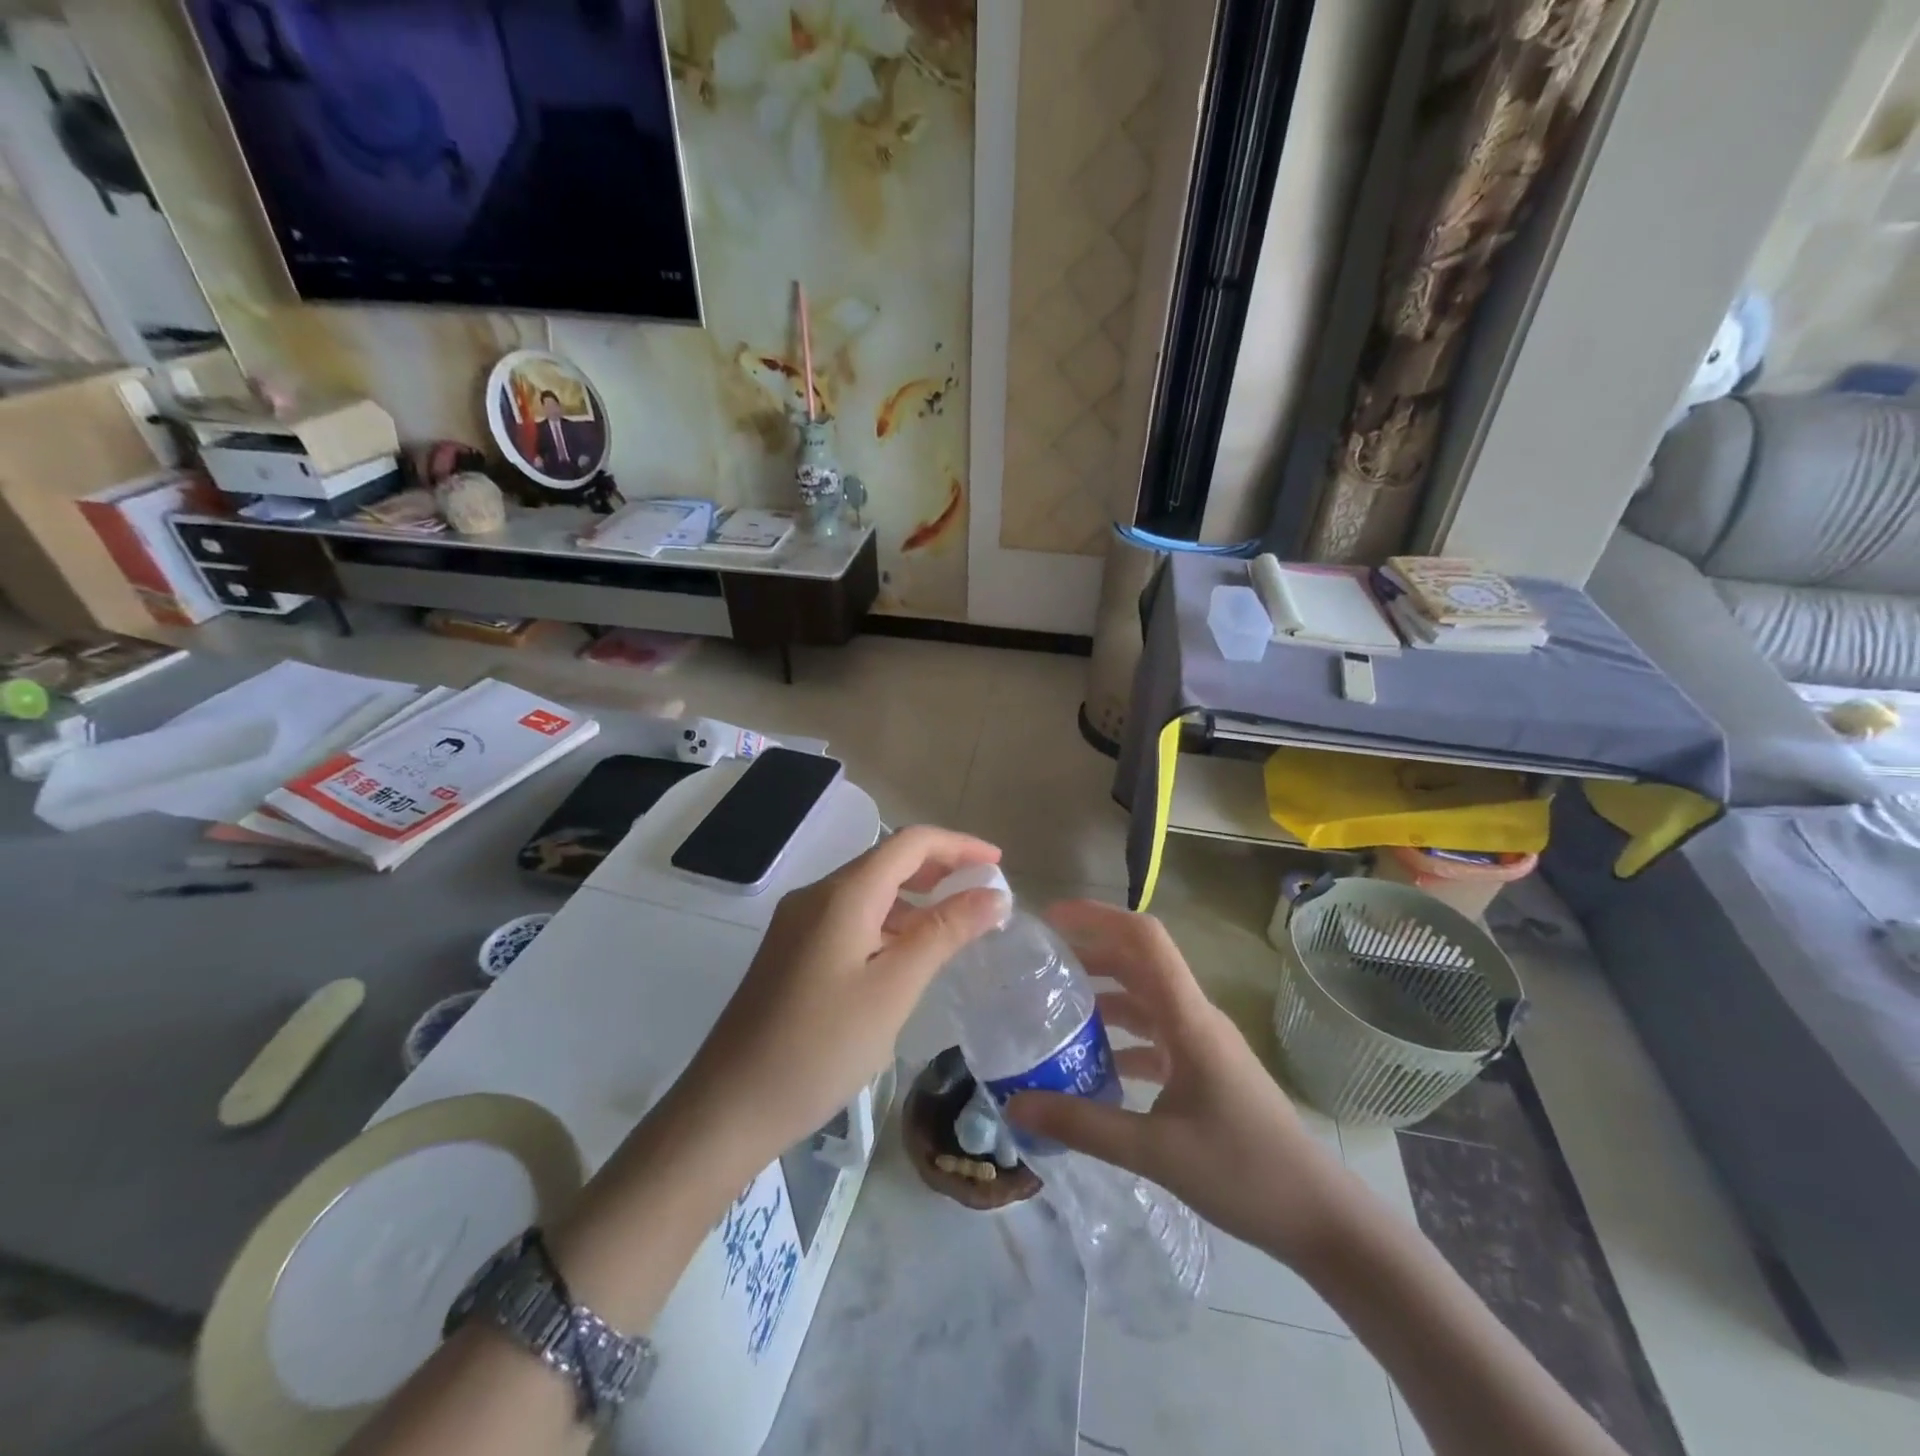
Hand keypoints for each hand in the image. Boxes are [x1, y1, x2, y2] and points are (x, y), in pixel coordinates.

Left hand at [677, 825, 1007, 1169]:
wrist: (728, 1106)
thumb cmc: (820, 1047)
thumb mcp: (893, 989)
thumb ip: (944, 933)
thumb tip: (993, 894)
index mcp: (843, 894)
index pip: (910, 843)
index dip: (958, 845)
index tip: (999, 864)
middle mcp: (817, 895)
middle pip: (887, 860)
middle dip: (939, 869)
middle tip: (984, 895)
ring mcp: (799, 922)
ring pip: (869, 891)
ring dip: (915, 898)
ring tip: (956, 926)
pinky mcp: (792, 950)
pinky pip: (851, 918)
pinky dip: (888, 923)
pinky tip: (907, 955)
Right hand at [1004, 900, 1354, 1262]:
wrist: (1319, 1216)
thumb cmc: (1244, 1171)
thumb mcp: (1154, 1151)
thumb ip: (1083, 1125)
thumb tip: (1015, 1105)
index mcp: (1188, 1018)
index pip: (1145, 939)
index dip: (1098, 916)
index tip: (1052, 919)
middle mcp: (1195, 1017)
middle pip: (1138, 963)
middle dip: (1089, 954)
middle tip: (1039, 965)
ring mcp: (1202, 1043)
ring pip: (1145, 1000)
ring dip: (1103, 997)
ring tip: (1054, 1010)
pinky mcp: (1205, 1070)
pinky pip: (1155, 1037)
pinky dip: (1121, 1039)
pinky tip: (1091, 1066)